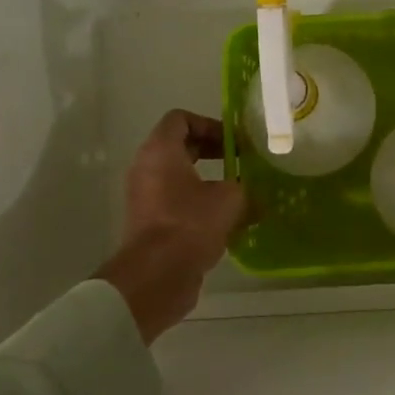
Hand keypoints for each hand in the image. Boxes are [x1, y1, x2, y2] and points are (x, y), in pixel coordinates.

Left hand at [97, 111, 246, 344]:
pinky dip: (198, 204)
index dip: (210, 124)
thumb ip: (242, 185)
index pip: (180, 119)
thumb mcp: (230, 198)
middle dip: (212, 151)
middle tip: (240, 163)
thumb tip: (251, 190)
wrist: (157, 275)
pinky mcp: (149, 223)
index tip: (234, 142)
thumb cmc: (191, 223)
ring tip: (237, 193)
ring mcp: (144, 197)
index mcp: (160, 151)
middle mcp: (146, 168)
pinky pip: (175, 202)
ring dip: (207, 181)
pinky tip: (225, 220)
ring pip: (178, 177)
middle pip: (179, 146)